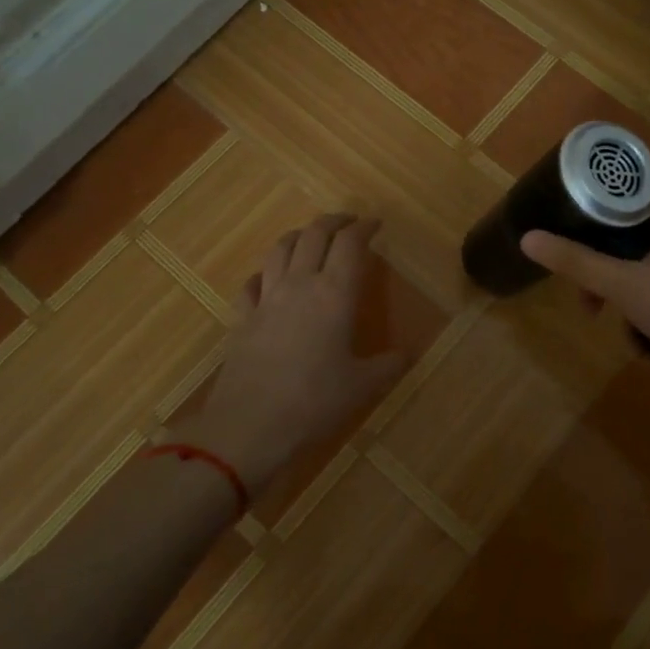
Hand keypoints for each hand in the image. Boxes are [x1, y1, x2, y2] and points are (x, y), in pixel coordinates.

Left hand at [195, 214, 404, 495]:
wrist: (249, 427)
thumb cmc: (314, 402)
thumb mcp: (362, 386)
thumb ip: (388, 365)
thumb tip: (408, 354)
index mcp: (335, 294)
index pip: (350, 243)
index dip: (364, 228)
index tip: (375, 224)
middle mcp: (299, 285)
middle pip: (314, 235)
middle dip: (333, 221)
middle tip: (348, 222)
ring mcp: (266, 299)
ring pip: (280, 249)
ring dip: (299, 236)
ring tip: (310, 238)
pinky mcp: (241, 318)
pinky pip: (252, 283)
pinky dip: (265, 273)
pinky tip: (269, 280)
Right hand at [520, 187, 649, 385]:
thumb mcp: (627, 289)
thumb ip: (577, 264)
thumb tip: (528, 239)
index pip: (629, 186)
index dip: (597, 210)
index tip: (578, 242)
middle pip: (643, 230)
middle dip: (614, 269)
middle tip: (597, 307)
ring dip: (640, 291)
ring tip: (634, 335)